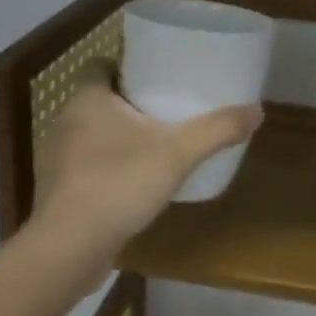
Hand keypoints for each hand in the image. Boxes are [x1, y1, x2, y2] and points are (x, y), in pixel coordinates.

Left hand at [32, 61, 262, 261]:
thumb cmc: (119, 184)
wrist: (67, 251)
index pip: (100, 65)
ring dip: (117, 137)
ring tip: (154, 146)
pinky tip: (132, 184)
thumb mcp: (178, 153)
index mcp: (88, 99)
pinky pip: (85, 166)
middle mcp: (66, 121)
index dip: (126, 66)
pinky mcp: (57, 191)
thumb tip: (258, 110)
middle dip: (129, 103)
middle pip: (99, 99)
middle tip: (167, 110)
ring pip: (91, 133)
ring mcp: (56, 158)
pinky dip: (107, 168)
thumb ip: (218, 129)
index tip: (157, 77)